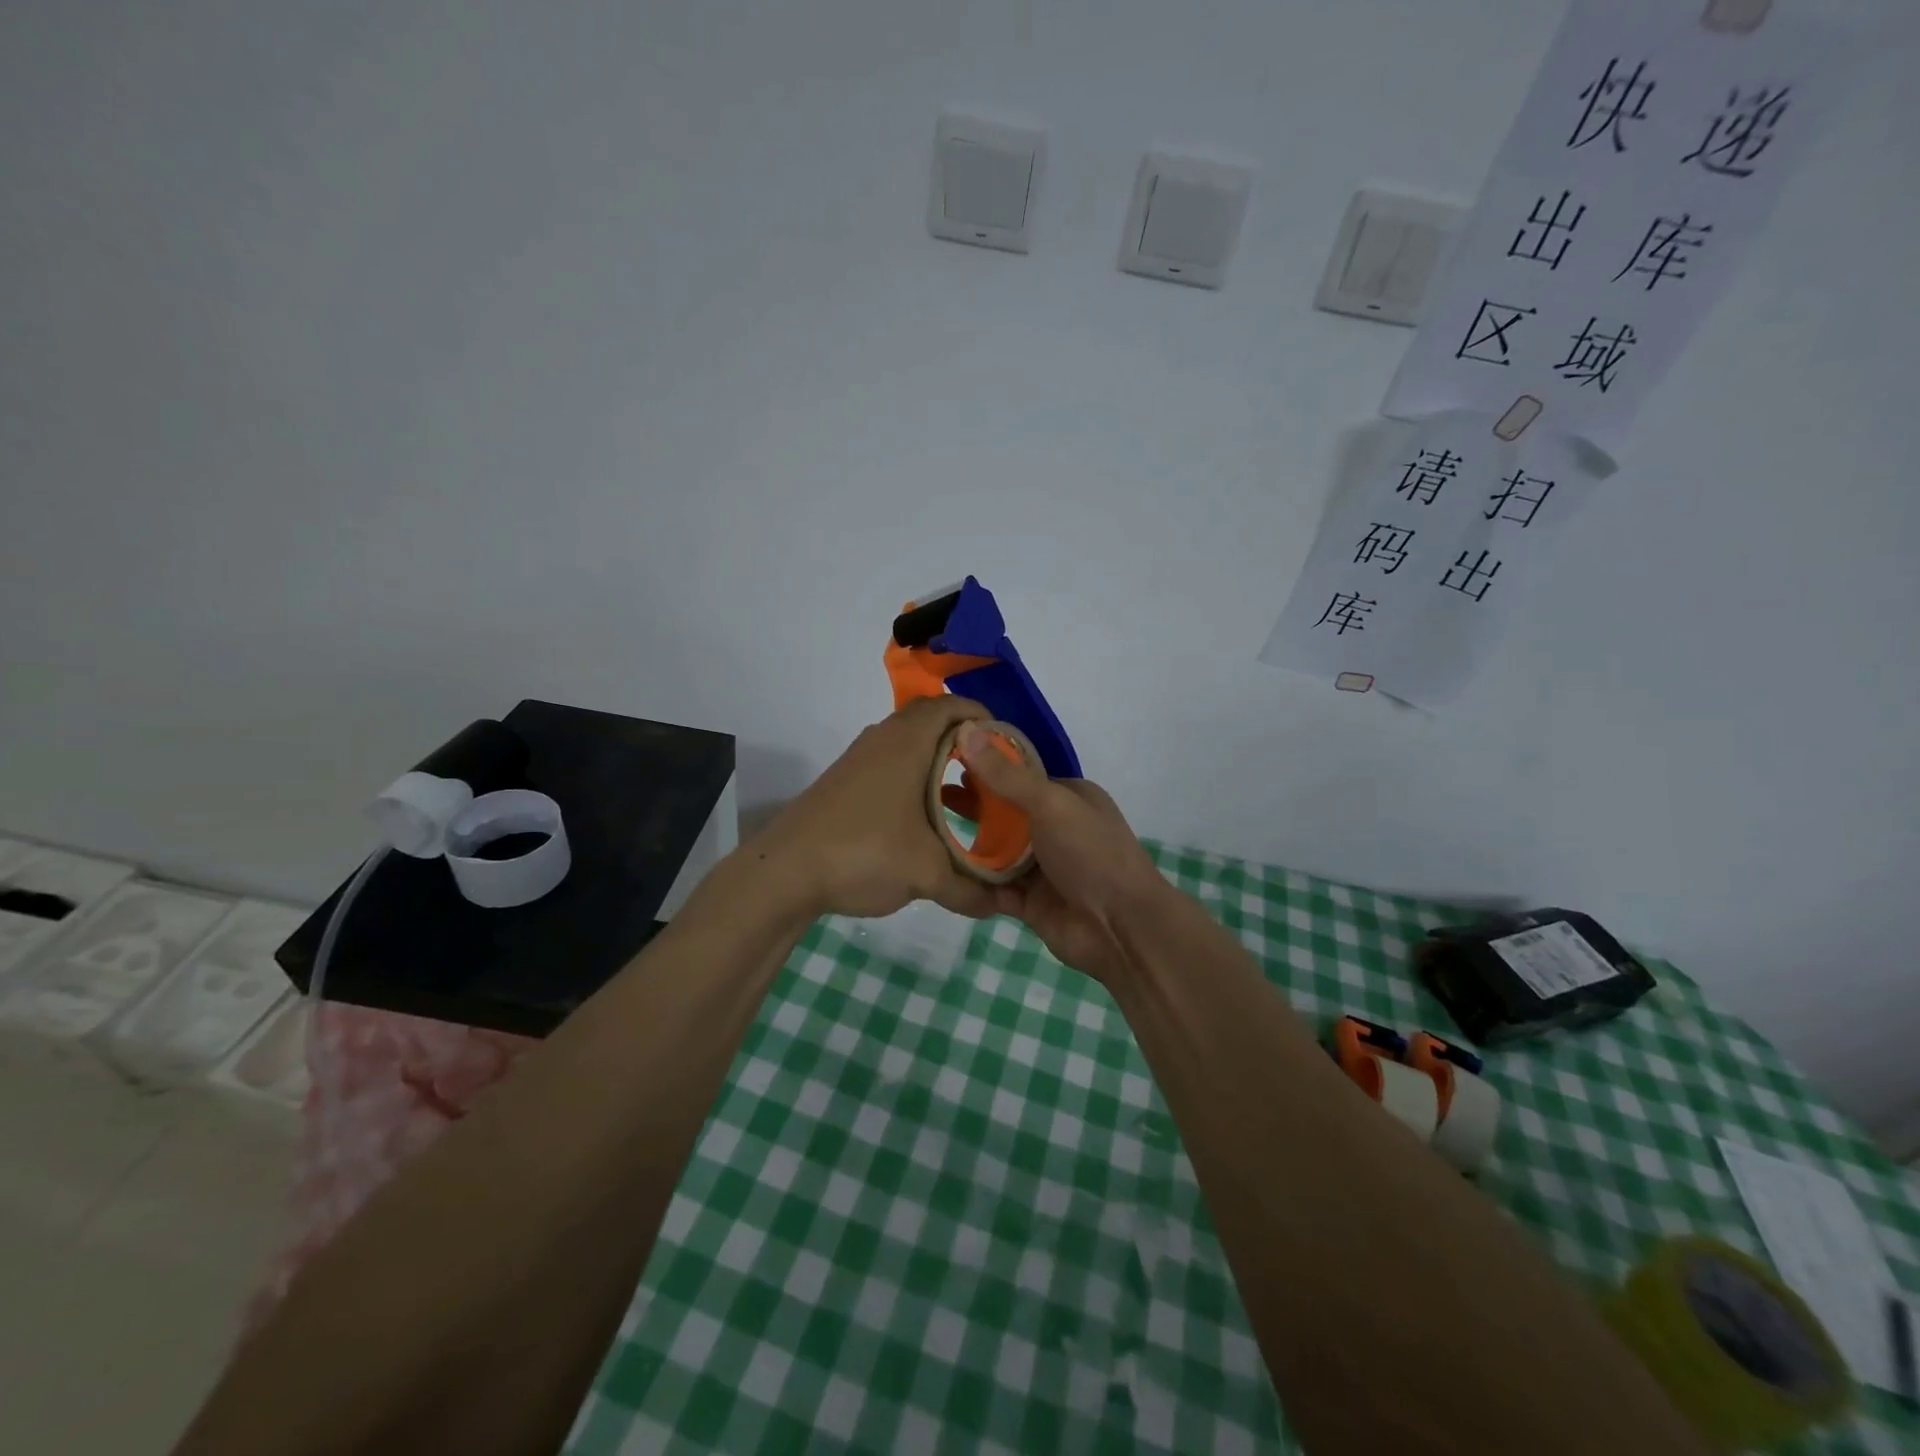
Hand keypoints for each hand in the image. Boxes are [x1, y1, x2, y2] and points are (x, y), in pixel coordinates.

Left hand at [752, 697, 1001, 920]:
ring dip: (940, 765)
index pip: (953, 706)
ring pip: (910, 747)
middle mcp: (883, 739)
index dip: (985, 718)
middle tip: (993, 774)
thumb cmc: (864, 852)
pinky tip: (927, 821)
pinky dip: (917, 781)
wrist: (784, 872)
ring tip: (968, 800)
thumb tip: (1002, 906)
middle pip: (933, 723)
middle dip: (967, 744)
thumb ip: (971, 888)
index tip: (1009, 747)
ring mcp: (860, 760)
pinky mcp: (845, 783)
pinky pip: (892, 766)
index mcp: (908, 742)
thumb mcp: (926, 873)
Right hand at [951, 723, 1168, 984]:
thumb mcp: (1050, 804)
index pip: (1020, 774)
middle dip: (970, 803)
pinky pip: (991, 885)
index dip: (985, 766)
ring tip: (922, 829)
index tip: (945, 759)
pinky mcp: (1027, 900)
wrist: (1121, 928)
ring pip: (995, 849)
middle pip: (1004, 811)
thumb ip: (1006, 775)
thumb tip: (966, 730)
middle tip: (925, 794)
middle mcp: (1054, 827)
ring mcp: (1041, 866)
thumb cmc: (1092, 853)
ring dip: (965, 841)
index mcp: (1068, 796)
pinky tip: (936, 868)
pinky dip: (970, 880)